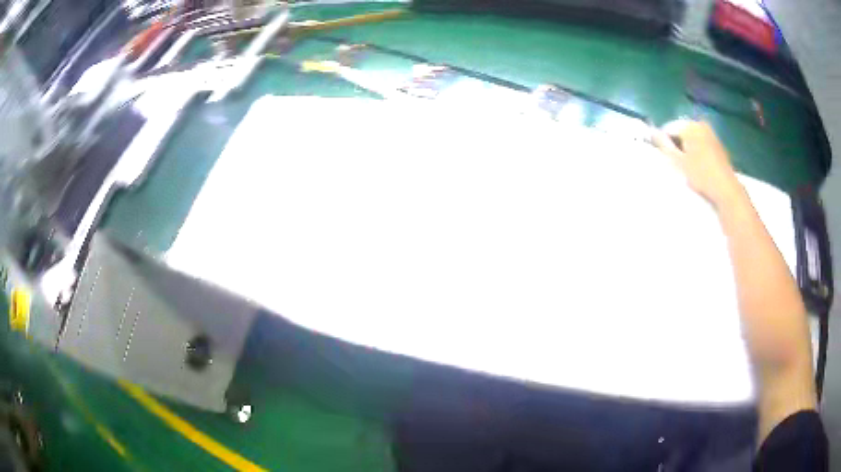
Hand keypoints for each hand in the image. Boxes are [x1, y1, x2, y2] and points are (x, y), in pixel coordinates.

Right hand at [652, 120, 742, 207]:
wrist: (726, 189)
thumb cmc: (701, 175)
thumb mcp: (678, 161)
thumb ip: (663, 144)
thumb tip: (650, 131)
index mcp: (689, 125)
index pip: (669, 128)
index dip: (664, 142)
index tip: (665, 157)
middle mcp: (700, 124)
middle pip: (681, 131)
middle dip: (677, 144)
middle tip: (676, 163)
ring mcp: (711, 133)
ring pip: (691, 137)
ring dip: (687, 149)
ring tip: (687, 166)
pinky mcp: (718, 144)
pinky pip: (701, 143)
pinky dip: (697, 151)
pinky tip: (699, 166)